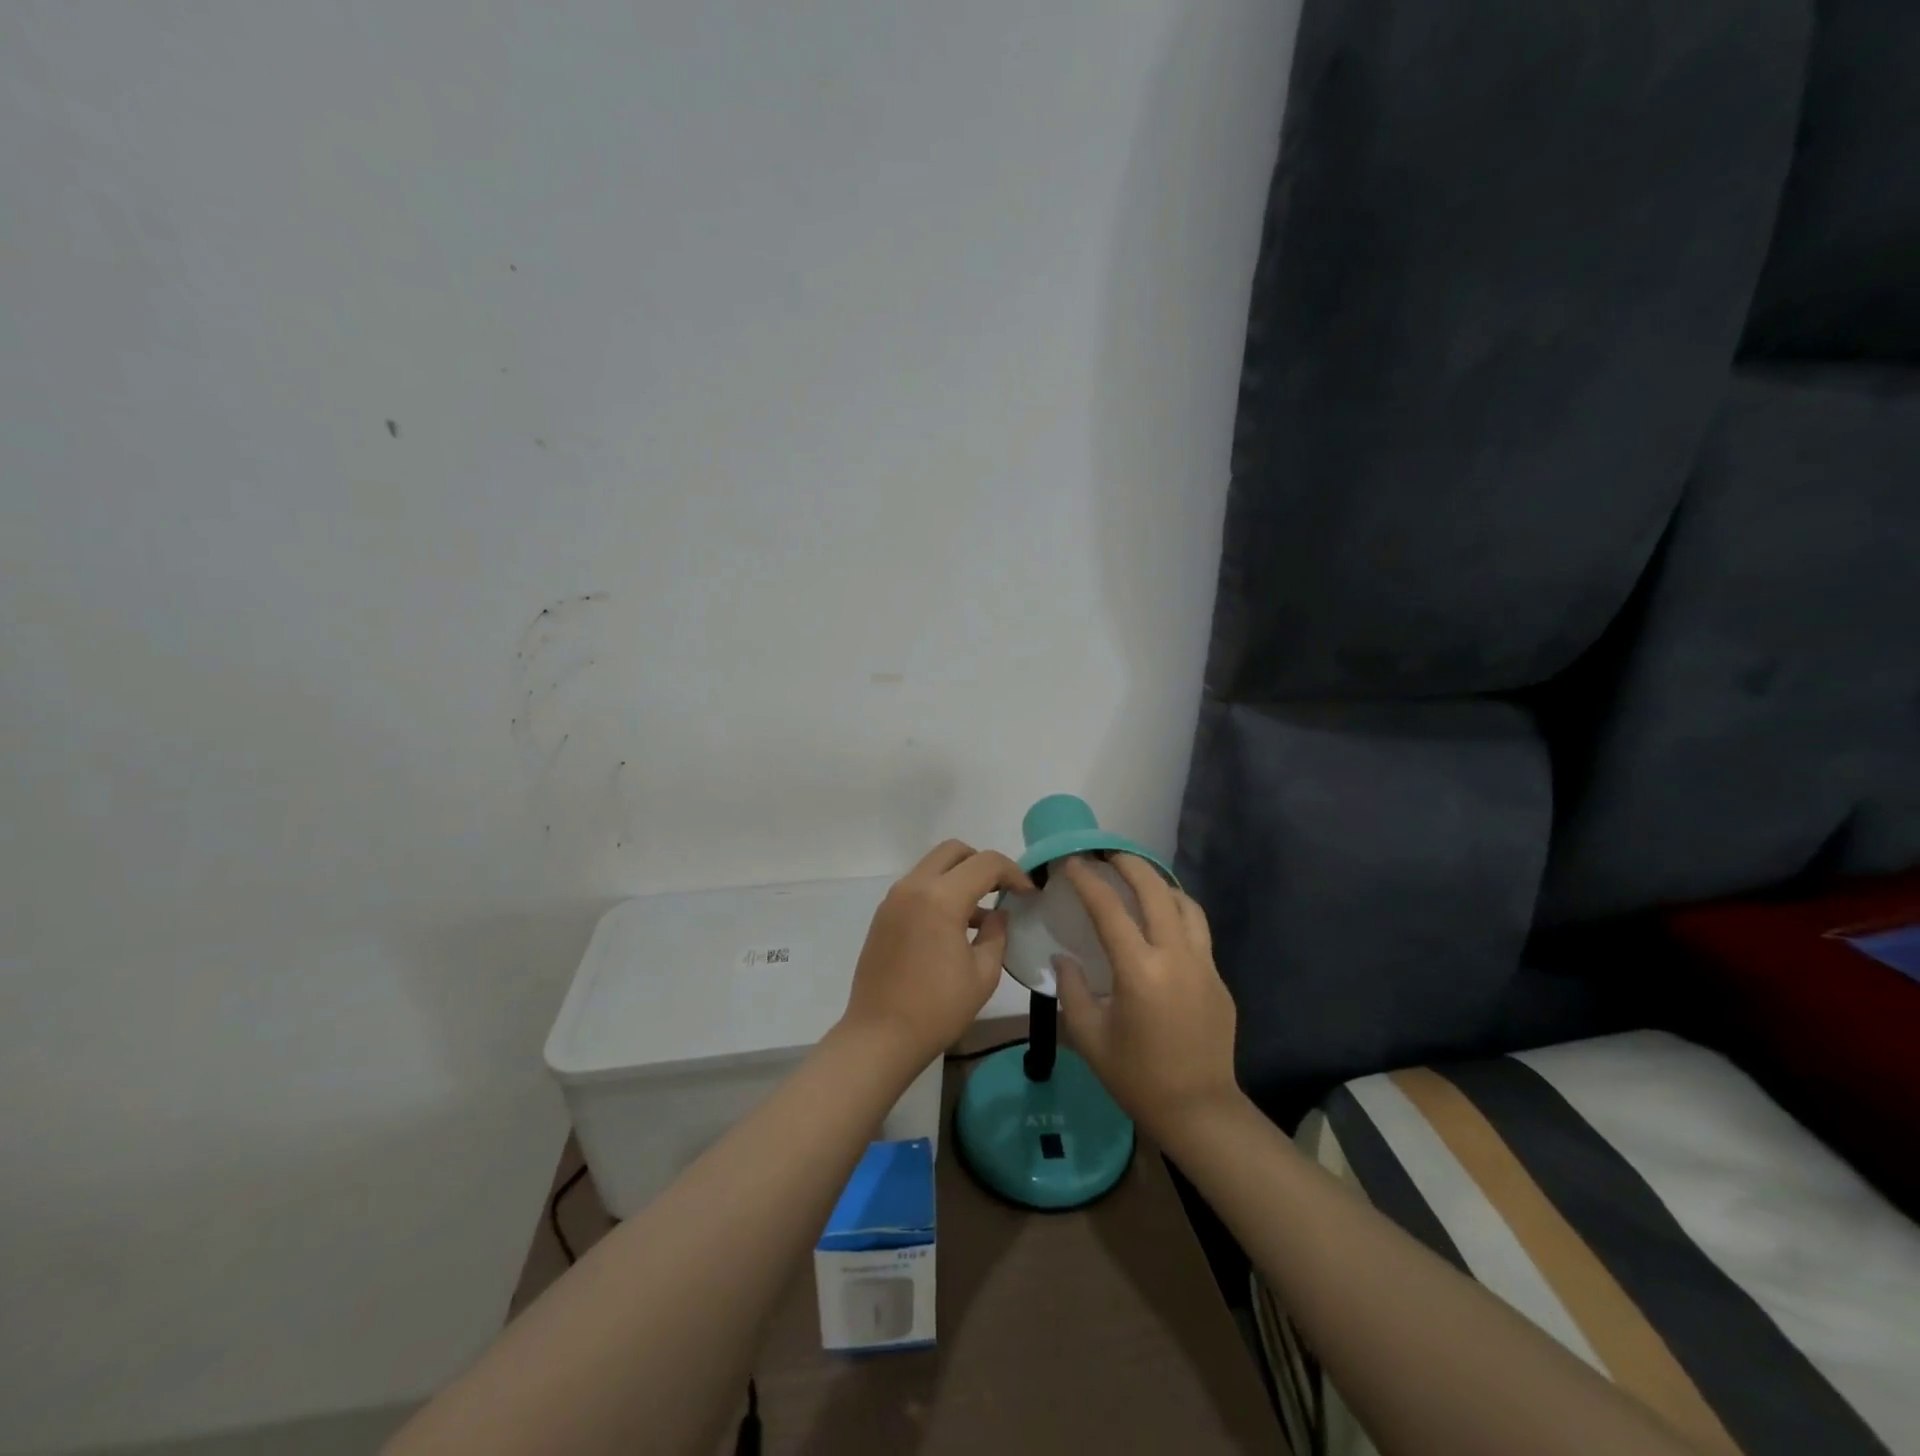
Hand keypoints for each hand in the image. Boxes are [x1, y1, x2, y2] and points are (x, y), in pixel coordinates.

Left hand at [842, 840, 1033, 1066]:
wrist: (880, 1036)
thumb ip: (996, 934)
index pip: (985, 863)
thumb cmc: (937, 1008)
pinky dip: (939, 892)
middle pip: (954, 851)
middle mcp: (913, 887)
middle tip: (1001, 890)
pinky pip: (917, 887)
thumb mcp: (983, 973)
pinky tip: (953, 928)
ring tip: (980, 915)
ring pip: (932, 867)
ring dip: (959, 878)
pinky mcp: (883, 915)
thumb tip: (997, 914)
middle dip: (982, 863)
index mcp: (941, 898)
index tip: (1028, 893)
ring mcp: (893, 899)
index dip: (1013, 872)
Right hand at [1054, 855, 1241, 1146]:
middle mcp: (1176, 957)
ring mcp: (1204, 966)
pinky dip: (1178, 914)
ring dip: (1161, 885)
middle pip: (1156, 891)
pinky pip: (1198, 932)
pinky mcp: (1219, 979)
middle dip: (1131, 864)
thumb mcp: (1089, 1036)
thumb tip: (1064, 959)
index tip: (1073, 862)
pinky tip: (1162, 925)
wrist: (1199, 1111)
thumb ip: (1072, 990)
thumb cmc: (1136, 1077)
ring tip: (1140, 882)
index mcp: (1139, 971)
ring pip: (1187, 905)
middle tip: (1109, 855)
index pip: (1109, 909)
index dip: (1088, 880)